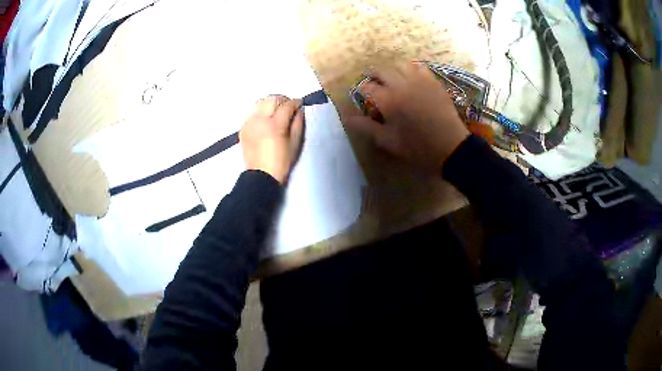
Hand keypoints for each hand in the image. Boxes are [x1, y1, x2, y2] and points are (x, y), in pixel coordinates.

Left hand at [240, 95, 303, 183]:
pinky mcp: (243, 127)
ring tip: (276, 110)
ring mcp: (249, 122)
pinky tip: (266, 117)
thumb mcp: (295, 143)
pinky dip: (260, 110)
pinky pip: (252, 111)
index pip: (287, 105)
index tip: (300, 104)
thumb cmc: (282, 161)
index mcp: (275, 125)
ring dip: (270, 102)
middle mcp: (260, 119)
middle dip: (283, 99)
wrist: (261, 175)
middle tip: (289, 106)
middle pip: (272, 99)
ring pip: (260, 102)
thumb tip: (299, 110)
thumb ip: (298, 123)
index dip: (296, 103)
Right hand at [346, 62, 469, 171]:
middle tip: (373, 83)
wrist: (450, 147)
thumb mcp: (388, 141)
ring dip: (391, 69)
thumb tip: (346, 117)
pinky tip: (411, 78)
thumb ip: (366, 127)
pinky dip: (411, 69)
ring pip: (400, 64)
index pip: (367, 87)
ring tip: (391, 78)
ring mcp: (419, 80)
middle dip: (372, 75)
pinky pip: (419, 67)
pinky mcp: (433, 81)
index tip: (360, 95)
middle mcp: (401, 84)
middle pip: (381, 70)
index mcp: (388, 100)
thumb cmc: (417, 147)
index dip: (360, 90)